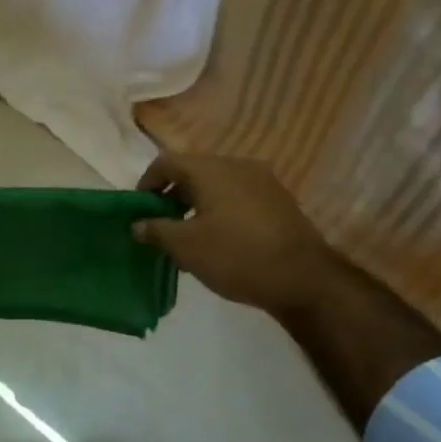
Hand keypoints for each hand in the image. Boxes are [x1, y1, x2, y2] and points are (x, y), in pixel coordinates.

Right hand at [133, 153, 335, 315]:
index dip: (146, 183)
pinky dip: (220, 210)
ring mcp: (262, 181)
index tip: (139, 210)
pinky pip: (238, 196)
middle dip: (172, 196)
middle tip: (161, 225)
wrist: (303, 279)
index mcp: (211, 169)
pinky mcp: (278, 200)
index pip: (166, 163)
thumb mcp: (186, 247)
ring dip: (196, 204)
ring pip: (217, 184)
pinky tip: (219, 239)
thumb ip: (156, 230)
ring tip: (188, 236)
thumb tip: (137, 224)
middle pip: (193, 171)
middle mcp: (237, 165)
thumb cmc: (236, 256)